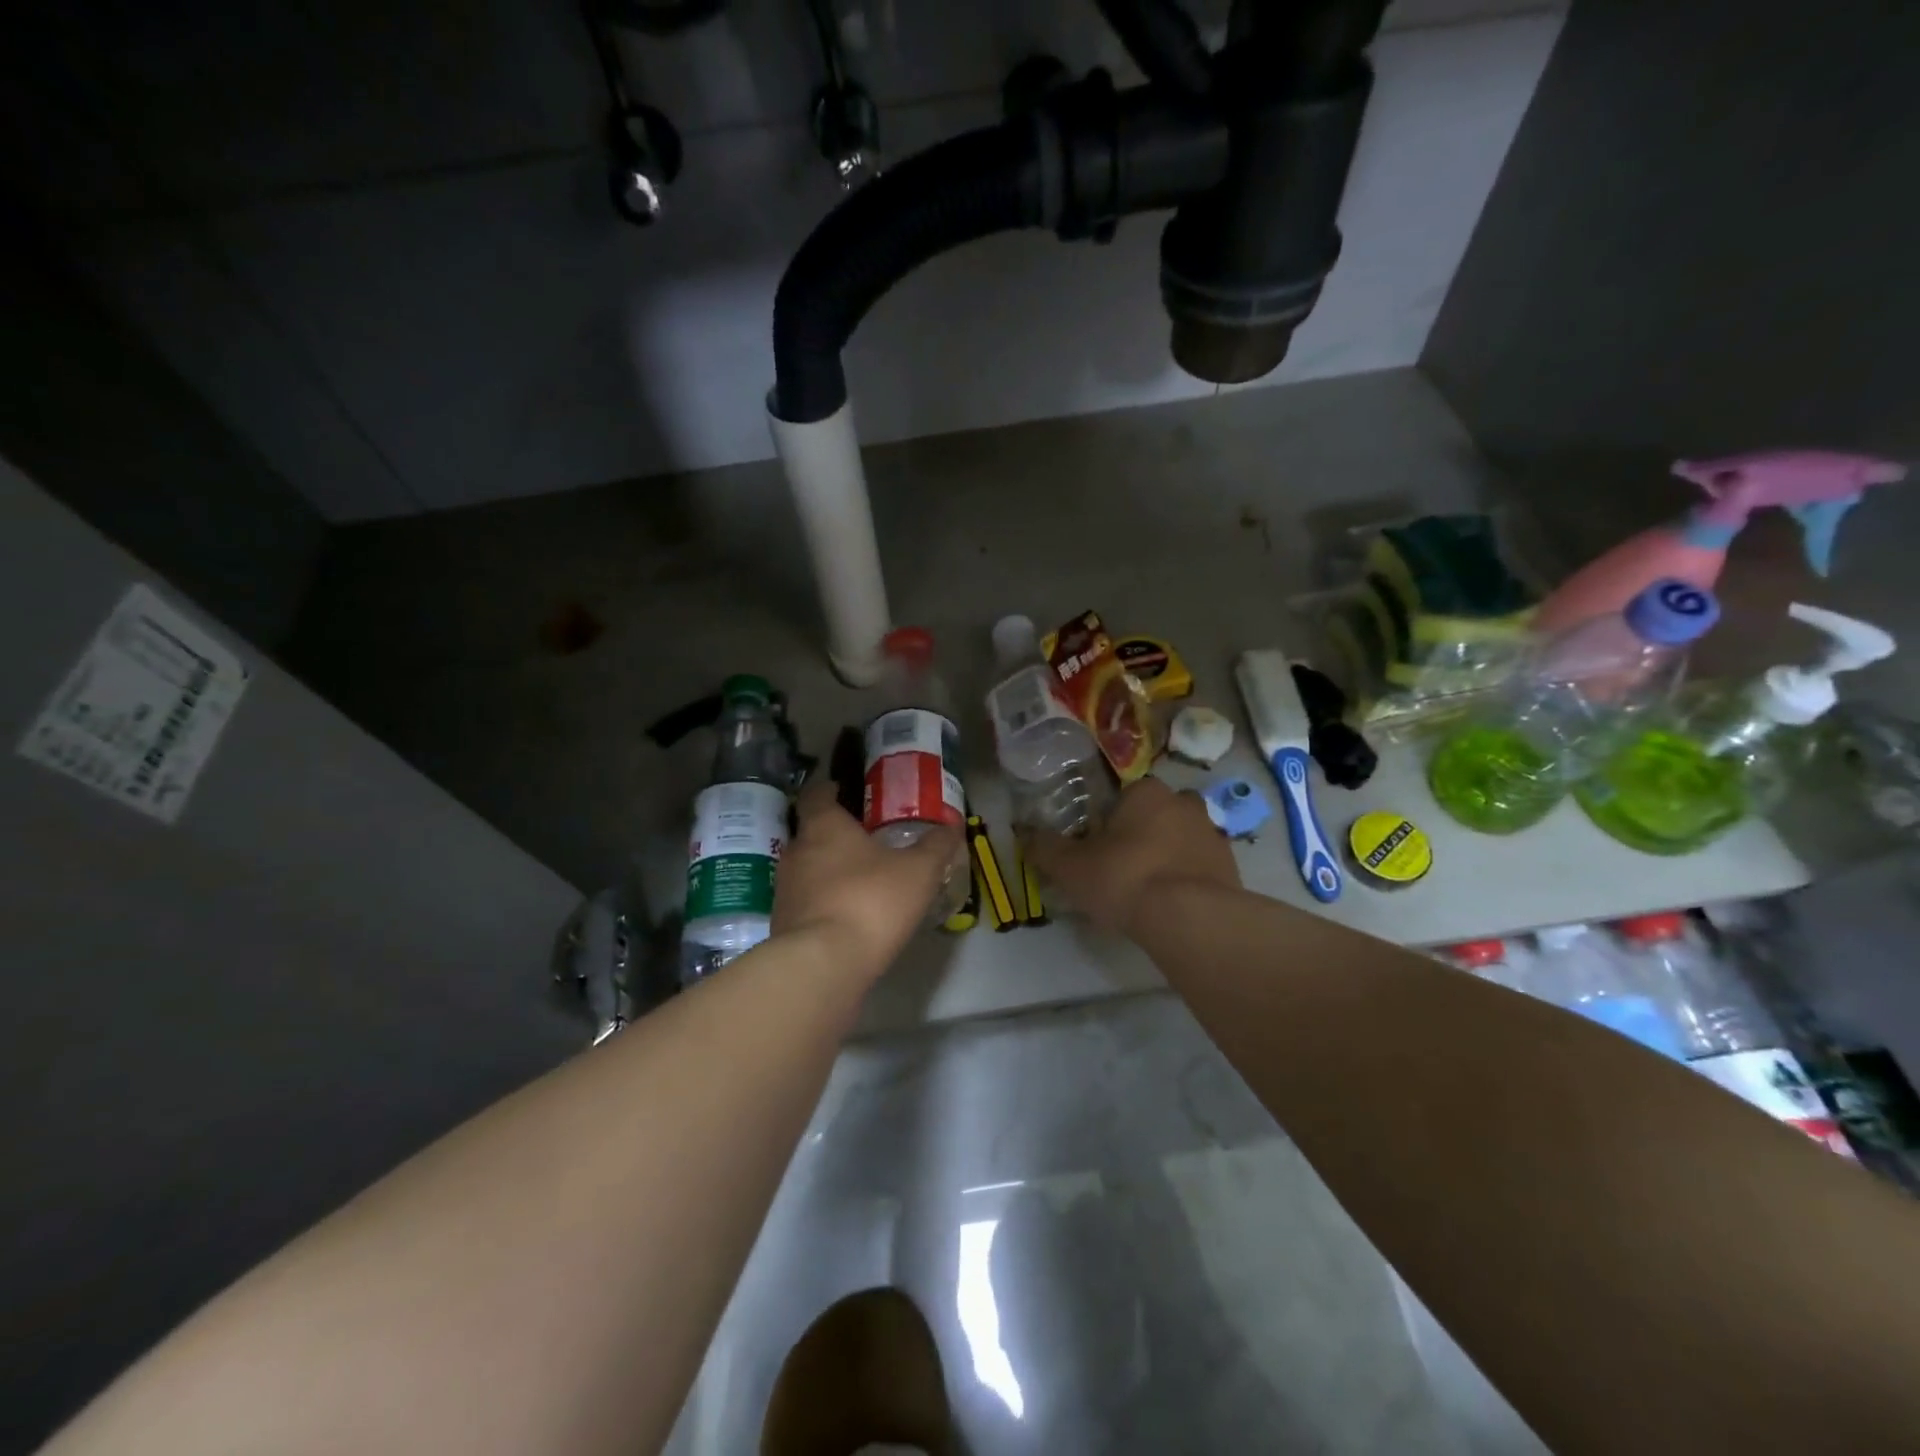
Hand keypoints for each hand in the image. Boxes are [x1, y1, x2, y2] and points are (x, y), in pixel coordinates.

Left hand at [772, 781, 965, 978]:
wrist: (823, 965)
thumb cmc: (871, 901)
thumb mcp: (918, 871)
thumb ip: (936, 846)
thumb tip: (951, 825)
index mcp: (824, 826)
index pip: (816, 794)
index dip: (828, 789)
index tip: (842, 789)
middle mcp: (796, 851)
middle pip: (811, 833)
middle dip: (834, 835)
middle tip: (863, 840)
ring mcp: (785, 889)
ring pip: (807, 869)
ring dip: (828, 871)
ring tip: (858, 880)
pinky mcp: (782, 923)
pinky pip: (806, 902)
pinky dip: (823, 902)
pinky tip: (847, 915)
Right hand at [1024, 777, 1240, 935]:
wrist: (1191, 919)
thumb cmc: (1125, 878)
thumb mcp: (1070, 867)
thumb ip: (1045, 848)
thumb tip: (1025, 834)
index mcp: (1146, 792)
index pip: (1123, 797)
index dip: (1107, 822)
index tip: (1097, 848)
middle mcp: (1184, 803)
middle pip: (1155, 814)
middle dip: (1141, 834)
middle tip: (1120, 868)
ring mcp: (1212, 834)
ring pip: (1181, 839)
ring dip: (1166, 856)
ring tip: (1147, 891)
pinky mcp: (1231, 867)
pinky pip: (1200, 866)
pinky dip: (1186, 879)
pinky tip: (1171, 905)